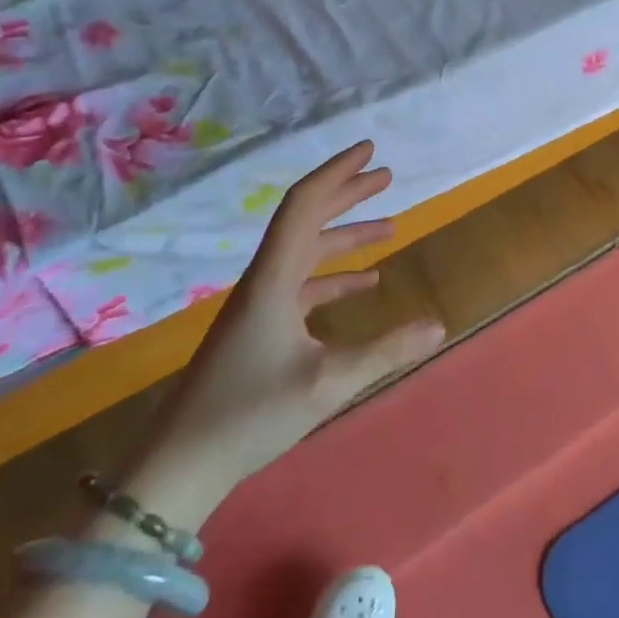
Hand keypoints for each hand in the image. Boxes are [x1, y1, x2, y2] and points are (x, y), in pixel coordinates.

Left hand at [142, 142, 444, 506]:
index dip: (337, 173)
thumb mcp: (328, 383)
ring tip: (390, 228)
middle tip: (386, 177)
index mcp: (274, 279)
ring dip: (346, 237)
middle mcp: (265, 281)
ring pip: (307, 253)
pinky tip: (366, 286)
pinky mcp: (259, 330)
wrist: (178, 467)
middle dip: (347, 195)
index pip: (304, 206)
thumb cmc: (249, 415)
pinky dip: (336, 278)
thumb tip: (439, 325)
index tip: (369, 150)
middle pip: (306, 220)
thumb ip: (386, 351)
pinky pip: (304, 286)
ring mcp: (260, 306)